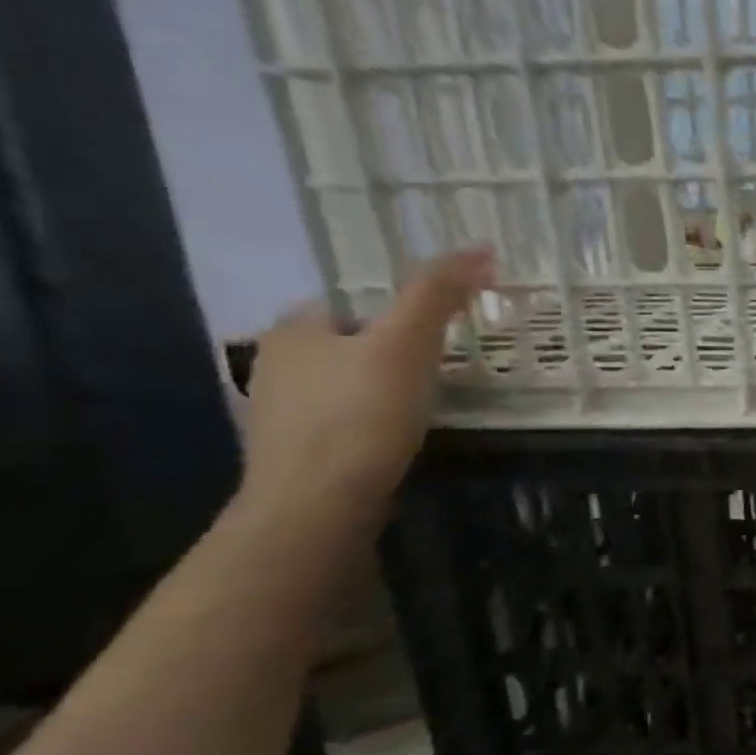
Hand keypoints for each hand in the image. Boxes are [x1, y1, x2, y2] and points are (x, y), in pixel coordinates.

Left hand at [238, 249, 492, 527]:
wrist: (317, 506)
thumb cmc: (360, 415)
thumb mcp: (407, 343)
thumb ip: (437, 293)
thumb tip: (481, 248)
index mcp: (293, 330)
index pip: (348, 305)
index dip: (392, 316)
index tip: (431, 337)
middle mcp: (274, 366)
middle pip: (346, 347)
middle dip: (385, 355)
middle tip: (434, 373)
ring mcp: (278, 416)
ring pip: (342, 388)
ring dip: (377, 393)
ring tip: (420, 410)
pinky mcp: (293, 457)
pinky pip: (340, 425)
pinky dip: (367, 427)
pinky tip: (393, 443)